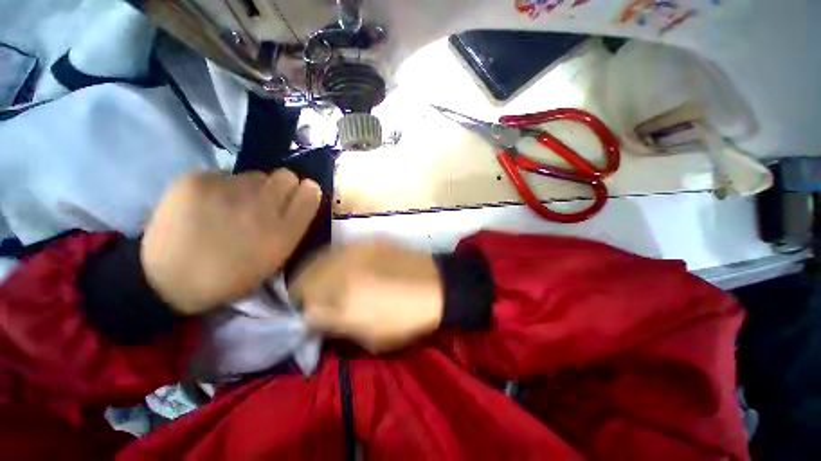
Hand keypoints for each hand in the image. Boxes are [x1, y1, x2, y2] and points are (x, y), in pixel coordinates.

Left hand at [142, 170, 320, 314]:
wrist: (169, 281)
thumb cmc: (232, 275)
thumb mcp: (276, 258)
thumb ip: (293, 227)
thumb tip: (297, 201)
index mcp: (284, 231)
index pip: (310, 192)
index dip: (306, 192)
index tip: (296, 199)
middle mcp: (263, 208)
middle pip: (286, 175)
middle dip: (281, 186)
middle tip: (265, 200)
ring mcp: (228, 192)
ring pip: (254, 175)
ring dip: (250, 188)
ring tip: (231, 206)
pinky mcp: (196, 182)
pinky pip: (223, 175)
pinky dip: (220, 187)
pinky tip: (207, 205)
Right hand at [290, 242, 443, 352]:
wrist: (437, 287)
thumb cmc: (406, 319)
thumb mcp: (370, 338)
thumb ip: (336, 328)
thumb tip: (313, 319)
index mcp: (343, 301)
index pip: (303, 307)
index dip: (299, 313)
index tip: (303, 316)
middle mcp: (343, 272)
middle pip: (304, 278)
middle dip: (301, 291)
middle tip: (309, 299)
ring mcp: (355, 252)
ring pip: (319, 260)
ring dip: (313, 273)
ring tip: (322, 282)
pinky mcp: (369, 242)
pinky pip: (340, 249)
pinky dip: (333, 260)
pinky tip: (342, 267)